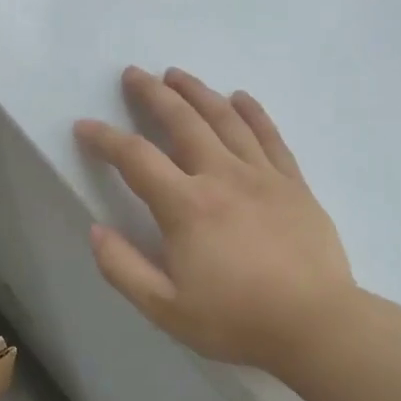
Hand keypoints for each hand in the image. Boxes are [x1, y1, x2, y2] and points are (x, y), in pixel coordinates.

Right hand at [74, 67, 352, 373]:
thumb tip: (96, 230)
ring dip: (198, 93)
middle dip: (154, 95)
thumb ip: (123, 268)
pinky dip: (252, 112)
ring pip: (226, 119)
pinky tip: (240, 97)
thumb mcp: (165, 308)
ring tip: (177, 74)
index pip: (136, 158)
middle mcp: (222, 177)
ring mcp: (263, 176)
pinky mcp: (294, 184)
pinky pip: (270, 136)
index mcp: (186, 206)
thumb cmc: (235, 320)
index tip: (84, 126)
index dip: (105, 139)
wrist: (316, 326)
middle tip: (134, 74)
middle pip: (183, 122)